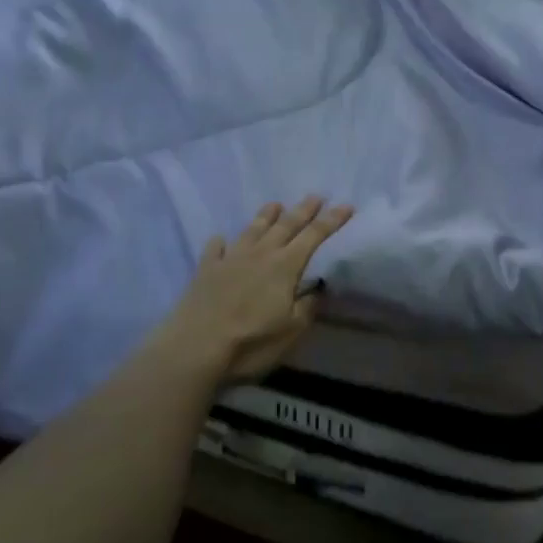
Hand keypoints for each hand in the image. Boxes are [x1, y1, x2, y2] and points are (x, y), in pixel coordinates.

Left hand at [153, 196, 354, 385]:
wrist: (195, 347)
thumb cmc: (251, 341)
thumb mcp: (291, 330)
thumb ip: (307, 306)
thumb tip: (318, 287)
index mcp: (285, 266)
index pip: (314, 236)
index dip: (332, 221)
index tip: (346, 206)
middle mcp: (260, 254)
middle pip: (286, 225)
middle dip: (303, 210)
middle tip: (316, 196)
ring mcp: (230, 258)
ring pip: (253, 229)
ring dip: (266, 216)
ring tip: (276, 204)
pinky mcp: (206, 269)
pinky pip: (216, 248)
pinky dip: (221, 242)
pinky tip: (222, 239)